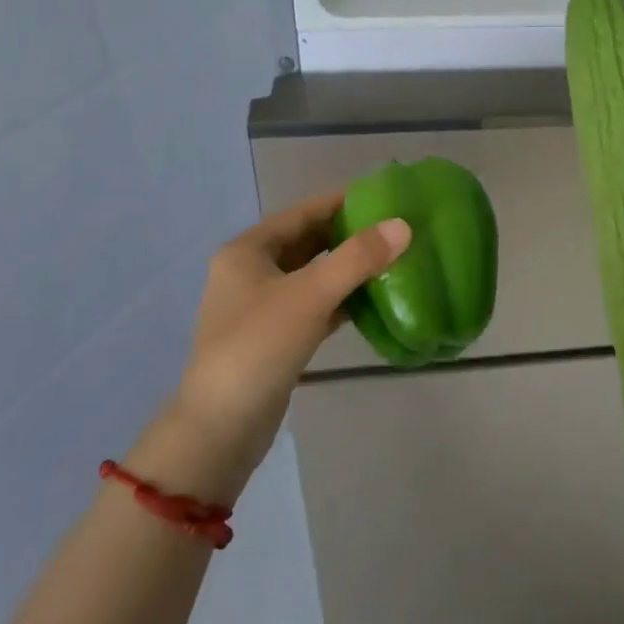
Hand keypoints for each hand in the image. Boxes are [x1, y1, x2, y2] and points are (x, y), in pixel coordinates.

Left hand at [131, 194, 409, 501]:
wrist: (220, 427)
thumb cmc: (258, 347)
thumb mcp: (310, 295)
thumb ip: (357, 258)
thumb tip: (403, 225)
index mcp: (247, 251)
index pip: (302, 213)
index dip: (341, 202)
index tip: (382, 195)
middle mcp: (249, 273)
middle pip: (306, 242)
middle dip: (347, 235)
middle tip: (393, 228)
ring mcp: (260, 308)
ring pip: (311, 276)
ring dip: (346, 268)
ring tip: (390, 258)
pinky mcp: (274, 338)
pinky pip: (313, 306)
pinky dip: (339, 300)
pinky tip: (372, 299)